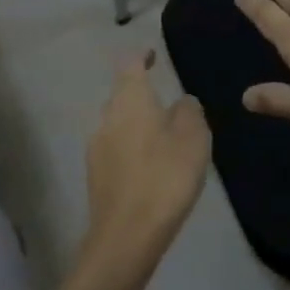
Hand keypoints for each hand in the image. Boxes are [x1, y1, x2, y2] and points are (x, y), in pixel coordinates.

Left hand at [83, 51, 209, 270]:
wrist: (127, 235)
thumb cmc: (165, 175)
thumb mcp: (193, 136)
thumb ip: (189, 110)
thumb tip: (181, 101)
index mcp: (130, 99)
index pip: (129, 64)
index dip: (141, 55)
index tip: (153, 54)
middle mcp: (107, 116)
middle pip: (122, 94)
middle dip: (141, 94)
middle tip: (167, 103)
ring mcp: (96, 147)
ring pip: (118, 123)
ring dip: (137, 123)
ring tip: (162, 137)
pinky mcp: (95, 175)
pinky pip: (115, 149)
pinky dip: (131, 148)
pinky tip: (150, 166)